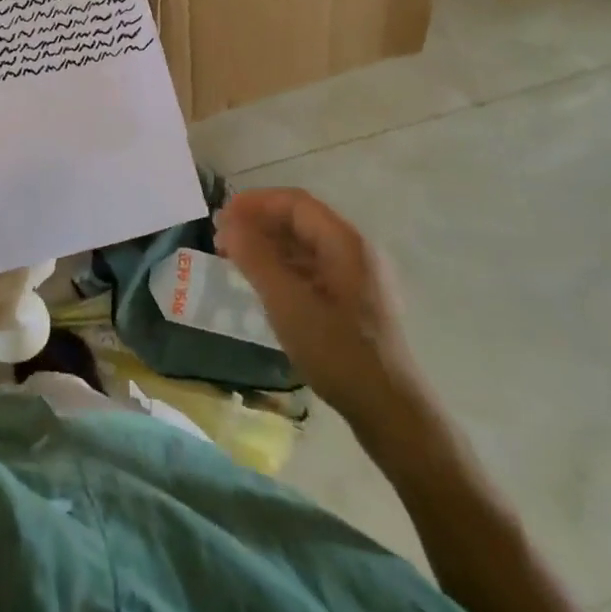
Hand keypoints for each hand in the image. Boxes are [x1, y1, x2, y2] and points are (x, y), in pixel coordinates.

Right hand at [215, 188, 428, 440]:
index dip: (255, 203)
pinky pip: (313, 268)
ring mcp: (358, 276)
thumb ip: (256, 258)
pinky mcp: (355, 301)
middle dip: (258, 223)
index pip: (295, 203)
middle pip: (301, 220)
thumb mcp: (287, 302)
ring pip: (306, 245)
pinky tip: (262, 283)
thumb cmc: (337, 350)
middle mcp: (356, 250)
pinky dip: (283, 266)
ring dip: (268, 245)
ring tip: (234, 259)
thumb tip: (229, 224)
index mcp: (346, 242)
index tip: (221, 216)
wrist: (389, 409)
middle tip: (221, 239)